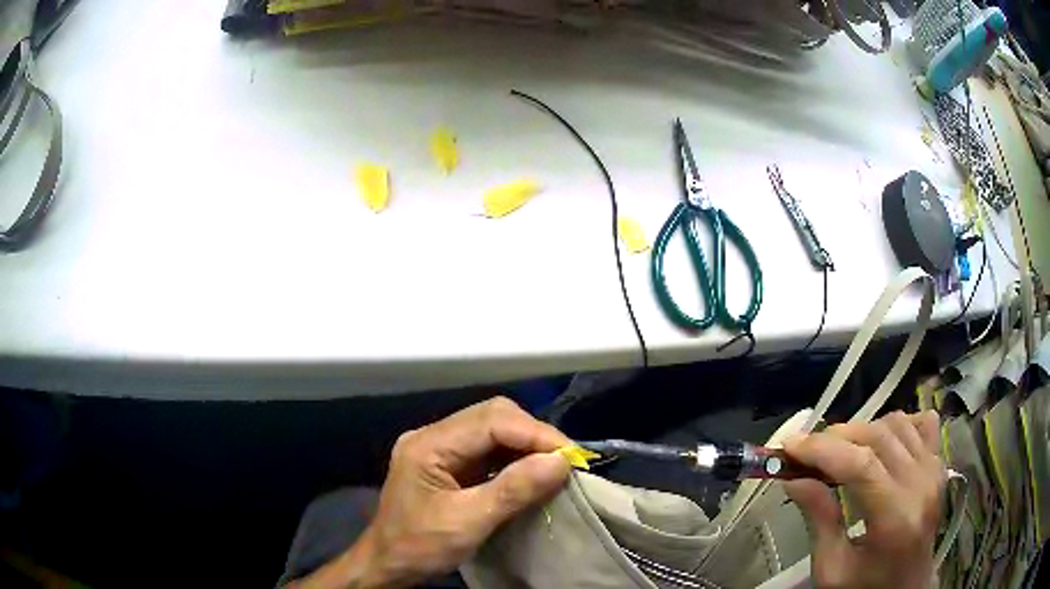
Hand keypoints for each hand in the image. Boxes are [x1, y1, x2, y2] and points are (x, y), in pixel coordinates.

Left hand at [290, 397, 570, 588]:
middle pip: (492, 415)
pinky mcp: (447, 462)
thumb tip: (561, 462)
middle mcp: (432, 436)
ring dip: (526, 443)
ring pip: (492, 428)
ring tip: (554, 464)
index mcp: (428, 445)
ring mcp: (438, 447)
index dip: (534, 433)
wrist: (387, 564)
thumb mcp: (468, 523)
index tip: (570, 456)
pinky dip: (514, 456)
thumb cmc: (420, 546)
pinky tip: (530, 471)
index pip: (490, 421)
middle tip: (564, 460)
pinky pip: (487, 448)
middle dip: (532, 434)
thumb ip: (513, 490)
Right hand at [783, 410, 945, 588]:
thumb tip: (793, 479)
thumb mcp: (831, 569)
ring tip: (839, 452)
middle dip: (836, 437)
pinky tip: (880, 443)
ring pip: (897, 424)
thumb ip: (818, 521)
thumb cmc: (865, 587)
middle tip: (805, 452)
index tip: (788, 445)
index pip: (860, 465)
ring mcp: (935, 470)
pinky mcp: (939, 464)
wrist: (906, 588)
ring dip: (862, 430)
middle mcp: (921, 485)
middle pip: (878, 437)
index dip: (822, 449)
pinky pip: (921, 423)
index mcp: (895, 518)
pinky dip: (897, 424)